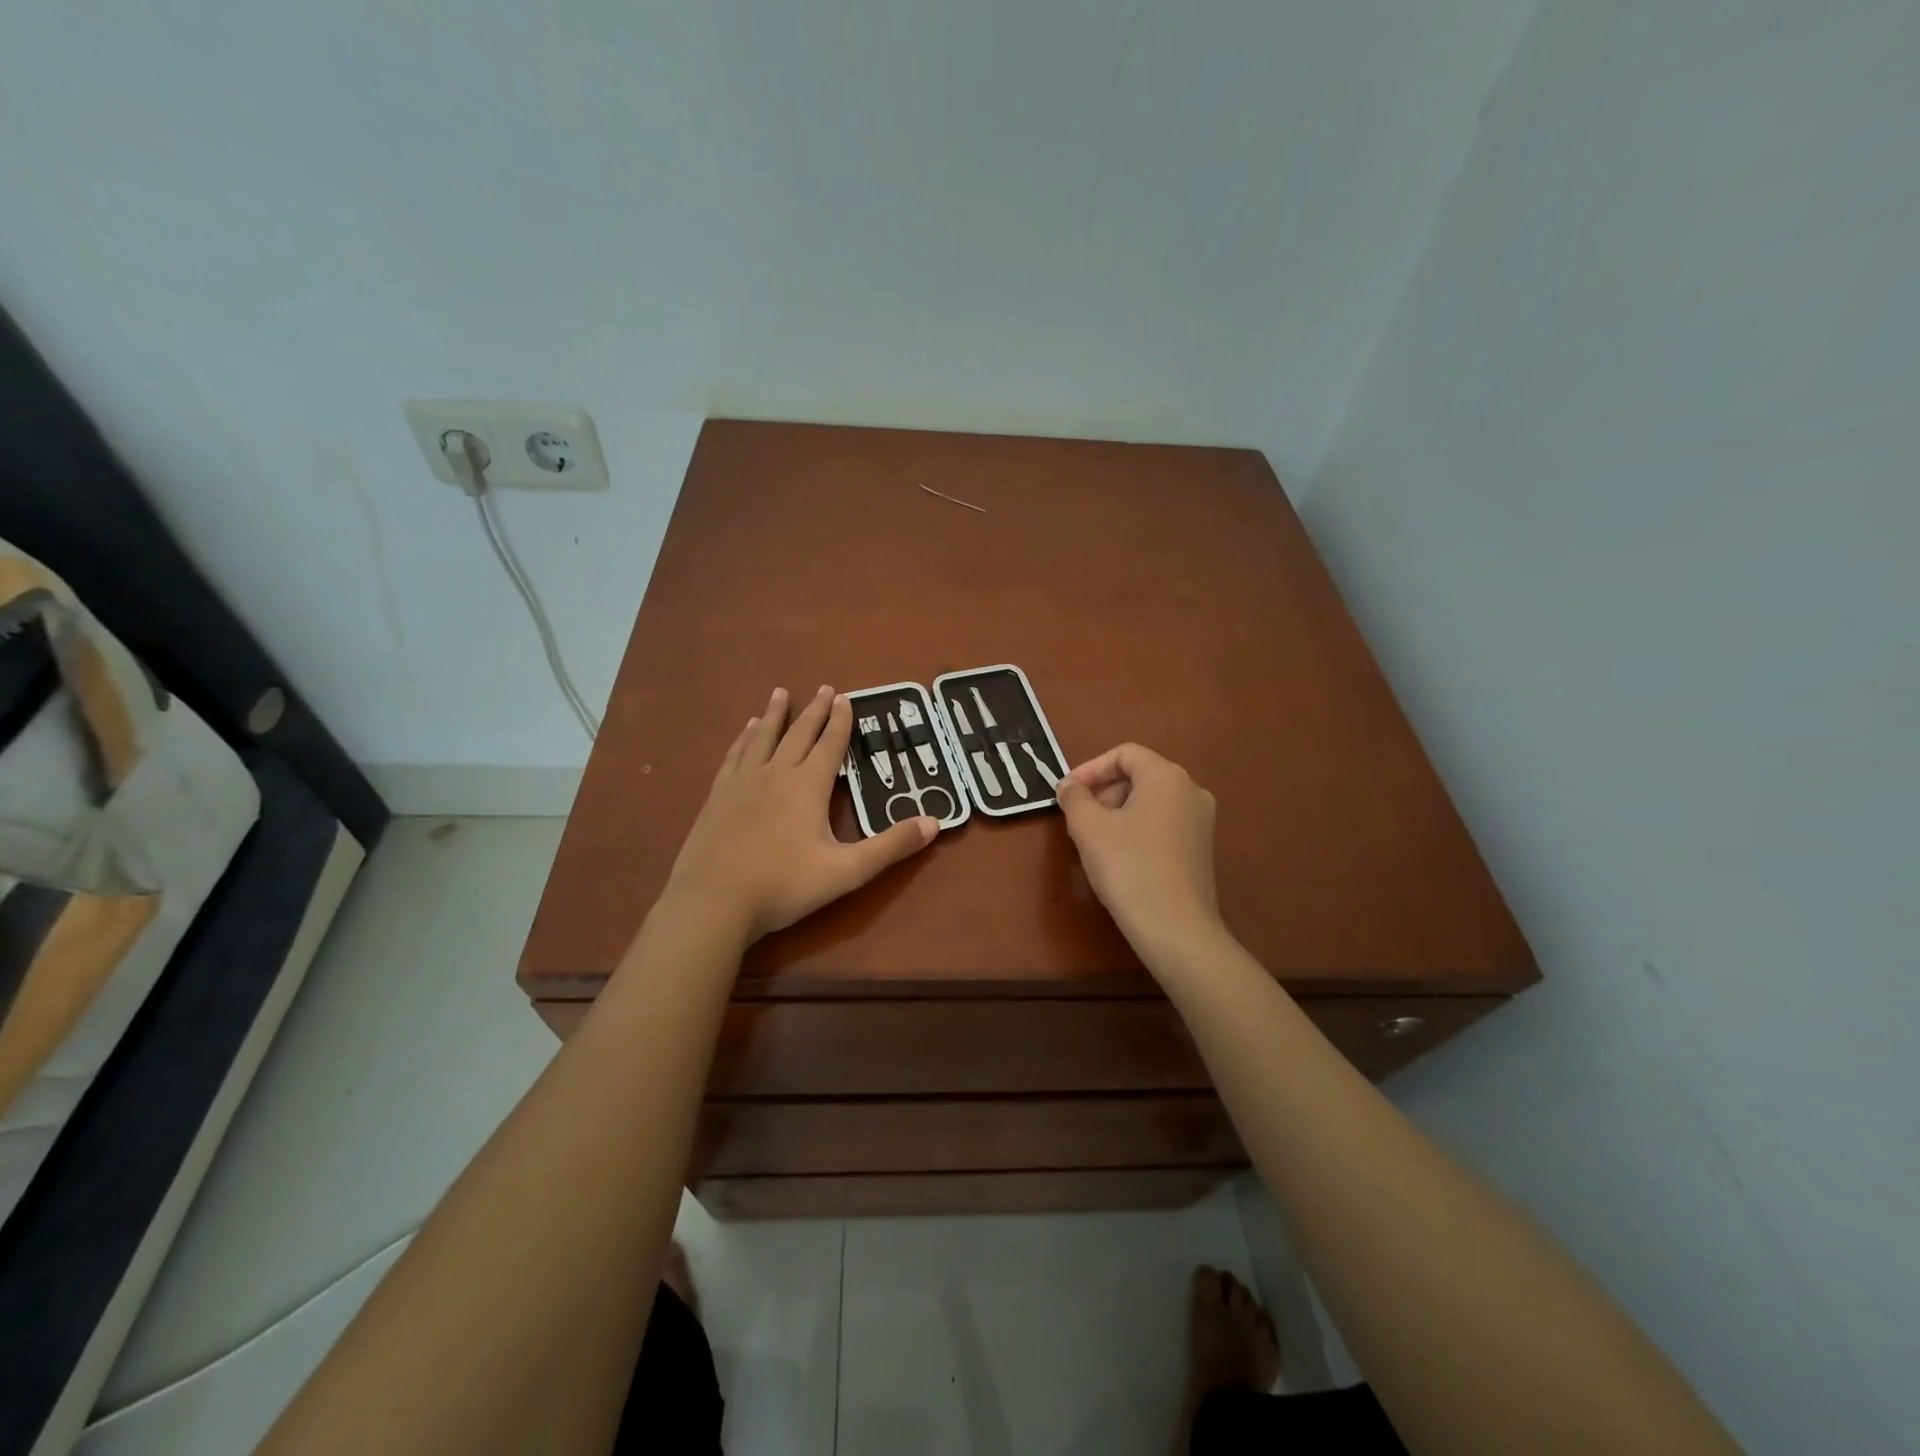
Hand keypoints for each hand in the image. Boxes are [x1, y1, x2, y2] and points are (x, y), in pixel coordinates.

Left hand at [662, 686, 937, 942]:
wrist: (713, 902)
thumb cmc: (784, 886)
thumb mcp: (847, 871)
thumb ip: (891, 846)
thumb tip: (935, 822)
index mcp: (808, 786)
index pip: (830, 745)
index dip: (841, 721)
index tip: (845, 697)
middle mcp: (776, 774)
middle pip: (798, 734)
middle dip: (814, 711)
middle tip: (823, 687)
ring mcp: (742, 783)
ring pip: (762, 738)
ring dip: (774, 715)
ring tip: (779, 694)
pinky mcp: (717, 797)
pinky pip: (734, 756)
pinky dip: (743, 739)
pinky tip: (744, 733)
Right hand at [1056, 743, 1223, 958]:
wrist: (1175, 928)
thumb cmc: (1128, 866)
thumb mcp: (1088, 827)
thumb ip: (1074, 797)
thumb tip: (1069, 786)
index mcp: (1167, 777)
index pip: (1125, 754)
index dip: (1091, 768)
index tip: (1067, 792)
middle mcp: (1191, 791)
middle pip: (1140, 775)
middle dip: (1104, 790)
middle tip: (1078, 817)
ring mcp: (1201, 822)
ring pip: (1151, 801)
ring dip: (1118, 811)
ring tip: (1094, 839)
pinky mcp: (1201, 849)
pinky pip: (1163, 824)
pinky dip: (1137, 828)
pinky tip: (1119, 857)